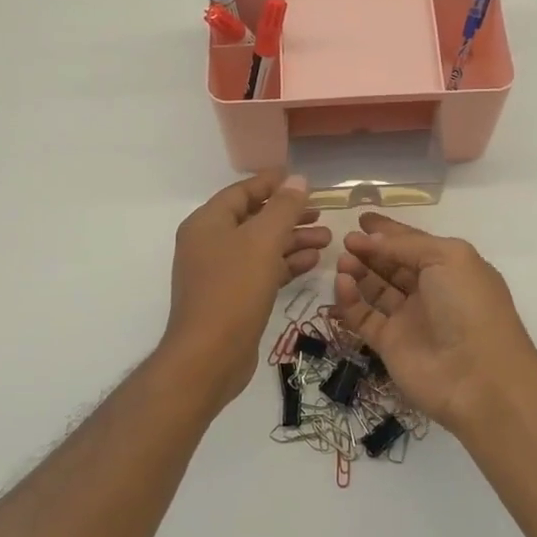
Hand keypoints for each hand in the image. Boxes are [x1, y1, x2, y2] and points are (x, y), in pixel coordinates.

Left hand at [164, 172, 329, 405]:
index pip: (242, 192)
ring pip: (261, 247)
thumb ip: (283, 208)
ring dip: (293, 240)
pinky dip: (285, 264)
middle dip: (289, 215)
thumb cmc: (234, 289)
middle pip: (254, 219)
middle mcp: (210, 243)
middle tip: (321, 213)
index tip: (302, 180)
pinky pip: (261, 271)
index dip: (272, 184)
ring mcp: (219, 273)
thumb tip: (298, 180)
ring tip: (328, 239)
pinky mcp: (232, 298)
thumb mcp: (263, 241)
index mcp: (208, 223)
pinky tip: (313, 262)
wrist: (208, 356)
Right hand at [331, 213, 536, 431]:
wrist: (477, 377)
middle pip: (393, 265)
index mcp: (450, 268)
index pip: (414, 243)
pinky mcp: (389, 344)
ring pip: (376, 290)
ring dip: (358, 272)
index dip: (389, 231)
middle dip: (370, 251)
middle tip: (346, 240)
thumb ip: (407, 244)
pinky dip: (350, 300)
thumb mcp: (447, 257)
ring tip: (342, 261)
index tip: (362, 219)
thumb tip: (372, 240)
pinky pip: (364, 316)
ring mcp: (409, 319)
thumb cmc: (469, 306)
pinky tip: (341, 283)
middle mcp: (430, 292)